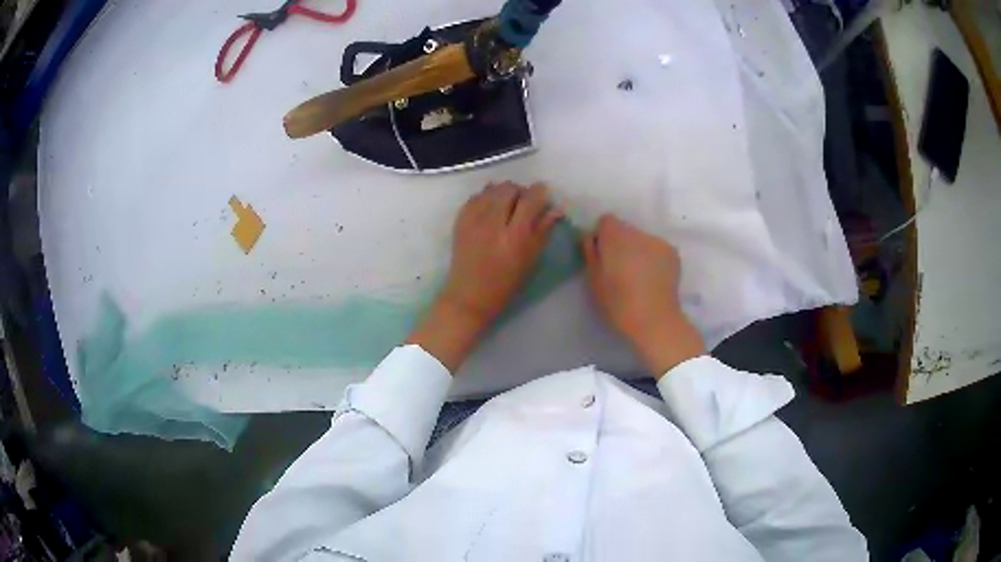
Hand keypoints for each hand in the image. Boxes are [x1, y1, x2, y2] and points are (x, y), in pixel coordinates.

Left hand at [408, 181, 561, 372]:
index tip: (543, 195)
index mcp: (515, 236)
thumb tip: (556, 210)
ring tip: (507, 205)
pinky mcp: (460, 220)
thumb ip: (543, 231)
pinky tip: (490, 208)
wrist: (469, 296)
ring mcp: (474, 220)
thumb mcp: (530, 260)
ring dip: (503, 192)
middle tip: (524, 203)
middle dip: (521, 192)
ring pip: (492, 188)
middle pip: (510, 188)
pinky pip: (476, 196)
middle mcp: (494, 222)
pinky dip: (486, 197)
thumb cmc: (505, 284)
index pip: (531, 199)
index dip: (540, 192)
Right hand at [582, 215, 703, 377]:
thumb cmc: (618, 303)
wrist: (654, 320)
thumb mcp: (593, 280)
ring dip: (637, 250)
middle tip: (619, 269)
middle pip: (625, 229)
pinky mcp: (672, 253)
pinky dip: (653, 258)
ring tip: (638, 276)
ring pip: (642, 239)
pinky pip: (656, 249)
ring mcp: (658, 241)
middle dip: (620, 243)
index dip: (602, 236)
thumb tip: (590, 237)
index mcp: (615, 236)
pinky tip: (652, 278)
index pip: (606, 221)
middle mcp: (638, 232)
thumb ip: (590, 253)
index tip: (602, 255)